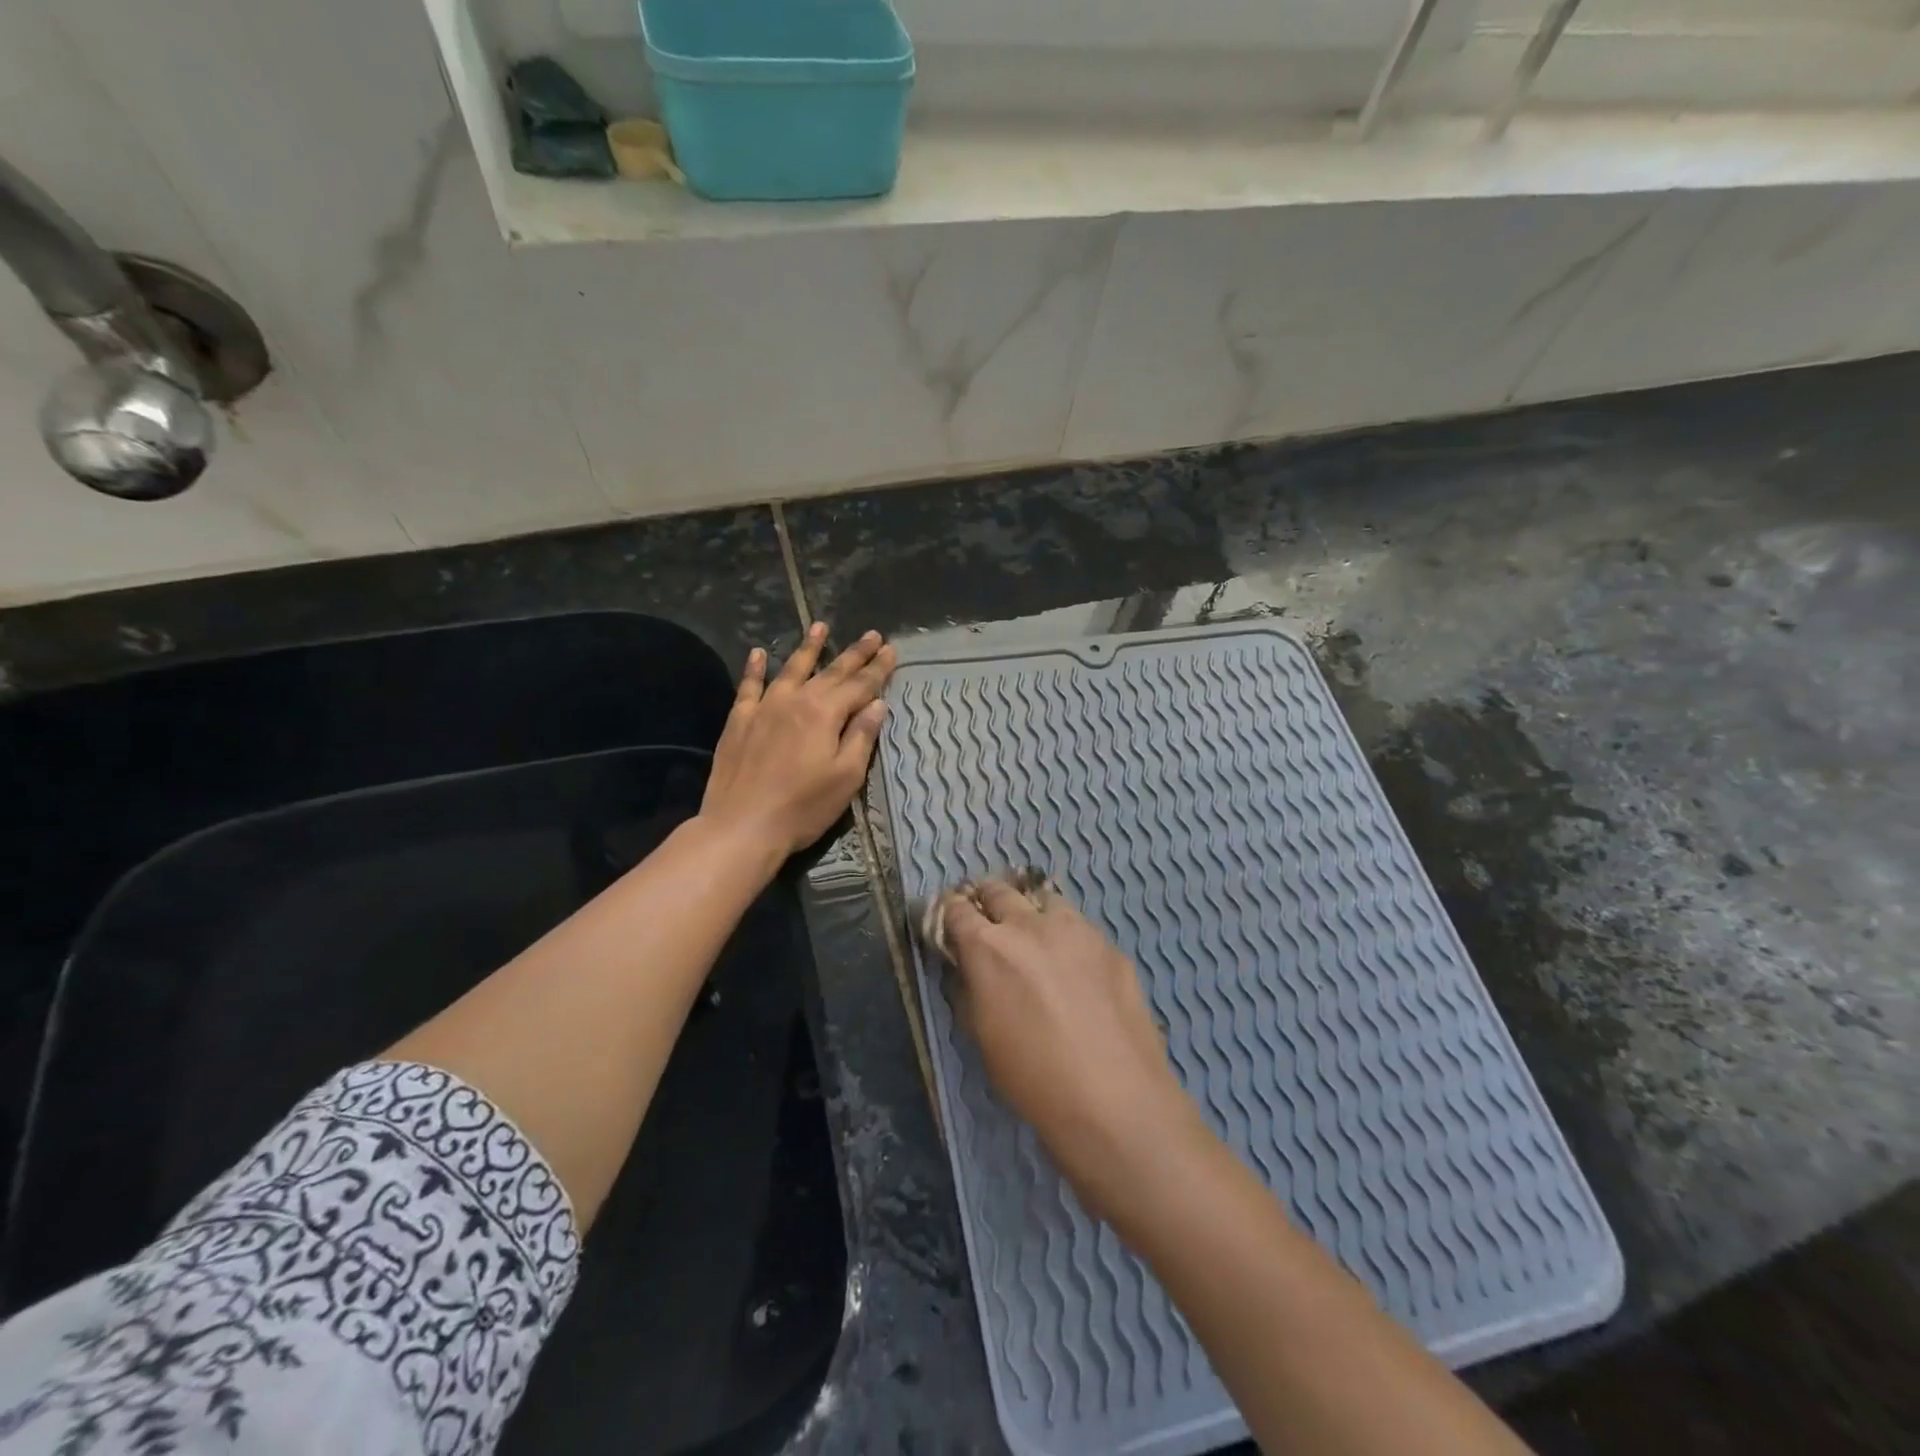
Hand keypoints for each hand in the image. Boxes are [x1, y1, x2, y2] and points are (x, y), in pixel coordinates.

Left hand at [700, 623, 895, 861]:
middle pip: (831, 672)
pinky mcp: (739, 721)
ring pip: (791, 669)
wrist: (742, 826)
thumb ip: (861, 736)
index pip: (860, 685)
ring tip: (820, 626)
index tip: (892, 650)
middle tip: (872, 635)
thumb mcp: (846, 777)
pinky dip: (756, 668)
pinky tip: (759, 653)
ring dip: (809, 648)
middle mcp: (796, 700)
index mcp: (825, 713)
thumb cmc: (803, 807)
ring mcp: (764, 707)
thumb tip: (877, 703)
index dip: (878, 668)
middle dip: (854, 653)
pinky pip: (749, 686)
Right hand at [937, 877, 1205, 1220]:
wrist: (1115, 1101)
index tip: (949, 923)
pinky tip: (1076, 971)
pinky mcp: (1110, 945)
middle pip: (998, 890)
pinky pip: (1080, 928)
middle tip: (988, 923)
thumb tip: (968, 968)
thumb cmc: (1034, 1080)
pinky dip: (1068, 938)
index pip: (957, 908)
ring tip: (1035, 940)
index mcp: (989, 947)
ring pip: (1044, 900)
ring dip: (1031, 913)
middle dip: (986, 901)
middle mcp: (1030, 925)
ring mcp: (1076, 930)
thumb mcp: (982, 1036)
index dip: (949, 913)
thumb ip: (969, 989)